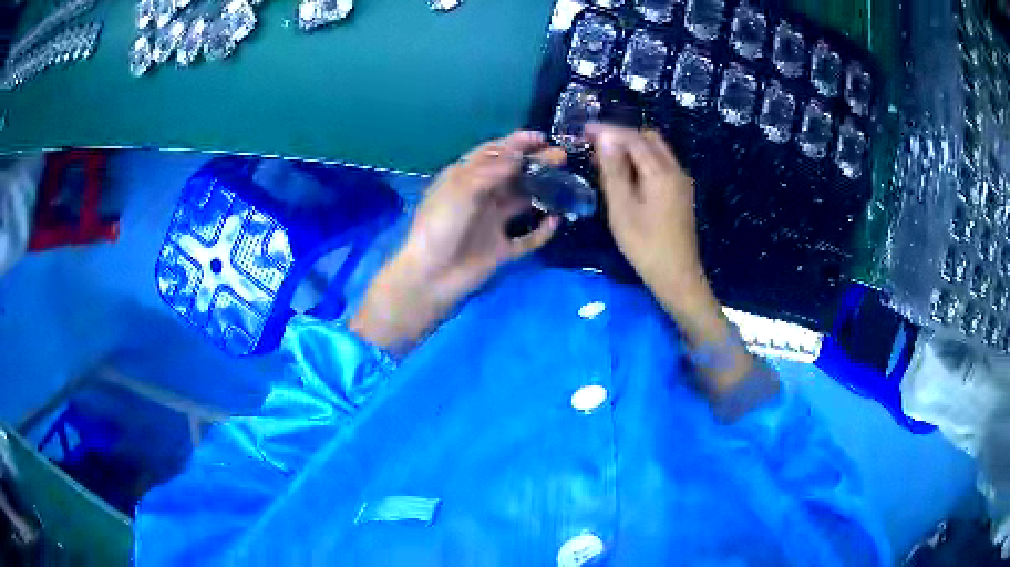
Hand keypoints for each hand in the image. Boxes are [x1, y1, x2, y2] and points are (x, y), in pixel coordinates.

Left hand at [350, 131, 563, 354]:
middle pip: (512, 175)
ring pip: (522, 203)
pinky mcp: (501, 249)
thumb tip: (518, 155)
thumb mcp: (461, 190)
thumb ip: (491, 171)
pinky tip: (555, 221)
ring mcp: (492, 224)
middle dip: (535, 164)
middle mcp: (480, 197)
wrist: (431, 276)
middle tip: (560, 157)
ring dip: (542, 192)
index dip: (515, 143)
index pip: (492, 154)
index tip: (540, 137)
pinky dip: (542, 231)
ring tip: (565, 182)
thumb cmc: (440, 226)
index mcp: (464, 179)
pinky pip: (528, 239)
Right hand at [585, 124, 708, 313]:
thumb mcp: (622, 208)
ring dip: (631, 148)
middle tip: (595, 145)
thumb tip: (606, 139)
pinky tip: (625, 176)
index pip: (633, 138)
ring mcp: (680, 182)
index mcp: (661, 172)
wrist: (677, 276)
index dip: (608, 131)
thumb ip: (614, 171)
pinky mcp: (680, 193)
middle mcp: (675, 170)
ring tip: (605, 160)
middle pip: (648, 139)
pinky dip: (641, 162)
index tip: (583, 131)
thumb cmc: (645, 245)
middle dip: (621, 136)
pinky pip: (660, 165)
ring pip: (656, 151)